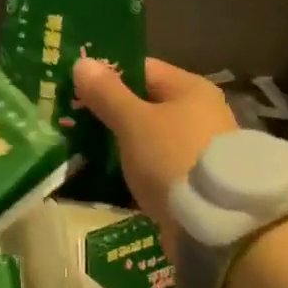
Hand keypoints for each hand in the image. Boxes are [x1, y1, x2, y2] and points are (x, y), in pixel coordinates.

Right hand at [72, 56, 237, 248]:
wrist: (217, 226)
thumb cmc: (174, 158)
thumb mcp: (134, 122)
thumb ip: (106, 93)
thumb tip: (81, 62)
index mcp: (190, 89)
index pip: (141, 69)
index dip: (106, 75)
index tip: (73, 85)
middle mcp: (199, 113)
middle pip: (144, 103)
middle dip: (108, 110)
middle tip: (69, 118)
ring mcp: (197, 148)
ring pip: (148, 136)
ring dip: (119, 141)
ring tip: (80, 147)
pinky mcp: (192, 180)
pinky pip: (155, 164)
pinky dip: (133, 167)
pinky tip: (105, 173)